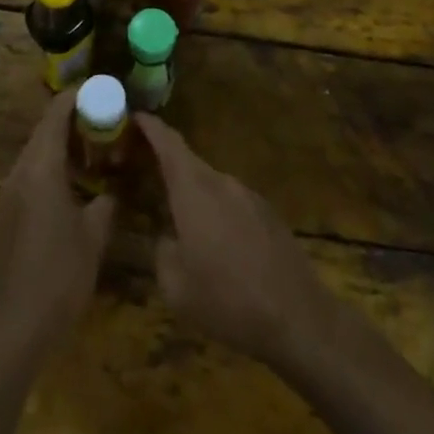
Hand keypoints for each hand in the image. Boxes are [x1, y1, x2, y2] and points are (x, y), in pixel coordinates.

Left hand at [0, 88, 115, 353]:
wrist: (12, 329)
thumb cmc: (59, 276)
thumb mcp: (95, 236)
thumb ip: (107, 202)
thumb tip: (115, 187)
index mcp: (40, 169)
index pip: (55, 115)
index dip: (76, 98)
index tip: (100, 91)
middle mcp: (17, 174)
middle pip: (42, 133)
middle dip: (71, 123)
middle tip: (104, 124)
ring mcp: (4, 197)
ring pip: (33, 158)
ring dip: (59, 150)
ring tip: (91, 156)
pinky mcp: (0, 219)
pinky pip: (26, 180)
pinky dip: (48, 173)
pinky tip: (68, 193)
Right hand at [136, 114, 333, 369]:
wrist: (297, 317)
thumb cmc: (227, 300)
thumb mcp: (176, 287)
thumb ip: (162, 251)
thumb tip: (166, 237)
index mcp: (194, 190)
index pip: (168, 142)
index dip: (150, 126)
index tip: (135, 116)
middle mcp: (222, 182)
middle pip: (188, 162)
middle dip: (165, 164)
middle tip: (143, 175)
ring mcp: (249, 195)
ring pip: (211, 184)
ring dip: (192, 193)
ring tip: (179, 220)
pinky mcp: (268, 213)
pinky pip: (232, 202)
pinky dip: (216, 210)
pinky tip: (217, 245)